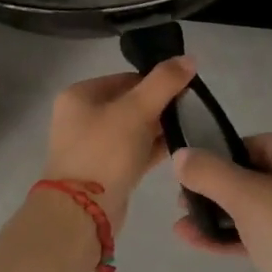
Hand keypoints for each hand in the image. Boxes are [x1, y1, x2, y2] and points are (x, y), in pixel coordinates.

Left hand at [42, 58, 196, 233]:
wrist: (82, 212)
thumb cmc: (104, 151)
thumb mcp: (136, 110)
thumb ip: (163, 83)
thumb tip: (189, 58)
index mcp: (80, 95)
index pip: (125, 78)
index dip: (156, 82)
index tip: (185, 90)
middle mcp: (83, 117)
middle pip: (130, 103)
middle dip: (160, 106)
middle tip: (191, 110)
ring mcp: (94, 146)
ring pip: (134, 129)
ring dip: (159, 128)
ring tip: (191, 128)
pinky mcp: (106, 171)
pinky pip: (135, 151)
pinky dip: (154, 148)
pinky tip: (181, 148)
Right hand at [172, 135, 271, 271]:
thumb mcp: (249, 199)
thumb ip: (210, 173)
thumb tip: (181, 155)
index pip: (256, 143)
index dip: (219, 157)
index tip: (190, 177)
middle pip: (256, 175)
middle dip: (216, 191)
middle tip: (183, 206)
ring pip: (260, 208)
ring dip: (221, 216)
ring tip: (184, 228)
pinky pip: (268, 233)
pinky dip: (238, 236)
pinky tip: (203, 244)